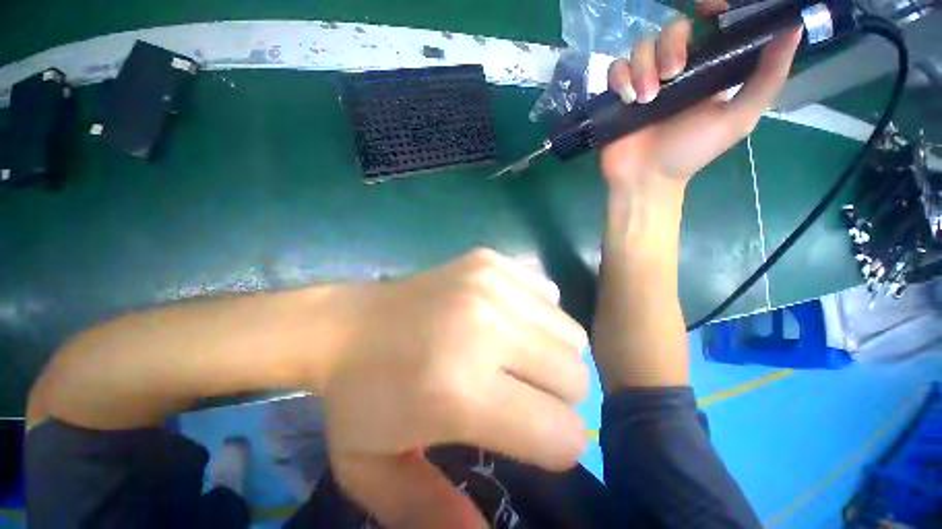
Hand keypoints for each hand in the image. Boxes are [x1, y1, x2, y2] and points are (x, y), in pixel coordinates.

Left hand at [320, 249, 589, 527]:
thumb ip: (432, 514)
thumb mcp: (377, 471)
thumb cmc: (359, 396)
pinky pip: (546, 292)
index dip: (555, 445)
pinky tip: (504, 316)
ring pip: (568, 332)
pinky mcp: (488, 260)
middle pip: (575, 375)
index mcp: (461, 389)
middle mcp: (485, 327)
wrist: (346, 323)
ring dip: (551, 353)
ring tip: (516, 352)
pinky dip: (537, 312)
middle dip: (558, 396)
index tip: (530, 435)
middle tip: (522, 391)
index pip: (562, 434)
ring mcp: (489, 284)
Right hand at [601, 16, 801, 190]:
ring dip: (643, 67)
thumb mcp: (738, 118)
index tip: (707, 8)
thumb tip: (793, 28)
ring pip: (641, 47)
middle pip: (671, 30)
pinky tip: (627, 98)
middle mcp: (675, 69)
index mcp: (706, 68)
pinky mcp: (619, 94)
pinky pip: (616, 68)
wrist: (646, 179)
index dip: (710, 8)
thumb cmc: (691, 152)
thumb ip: (767, 78)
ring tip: (646, 98)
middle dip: (670, 45)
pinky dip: (620, 77)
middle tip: (672, 75)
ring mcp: (645, 81)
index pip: (709, 24)